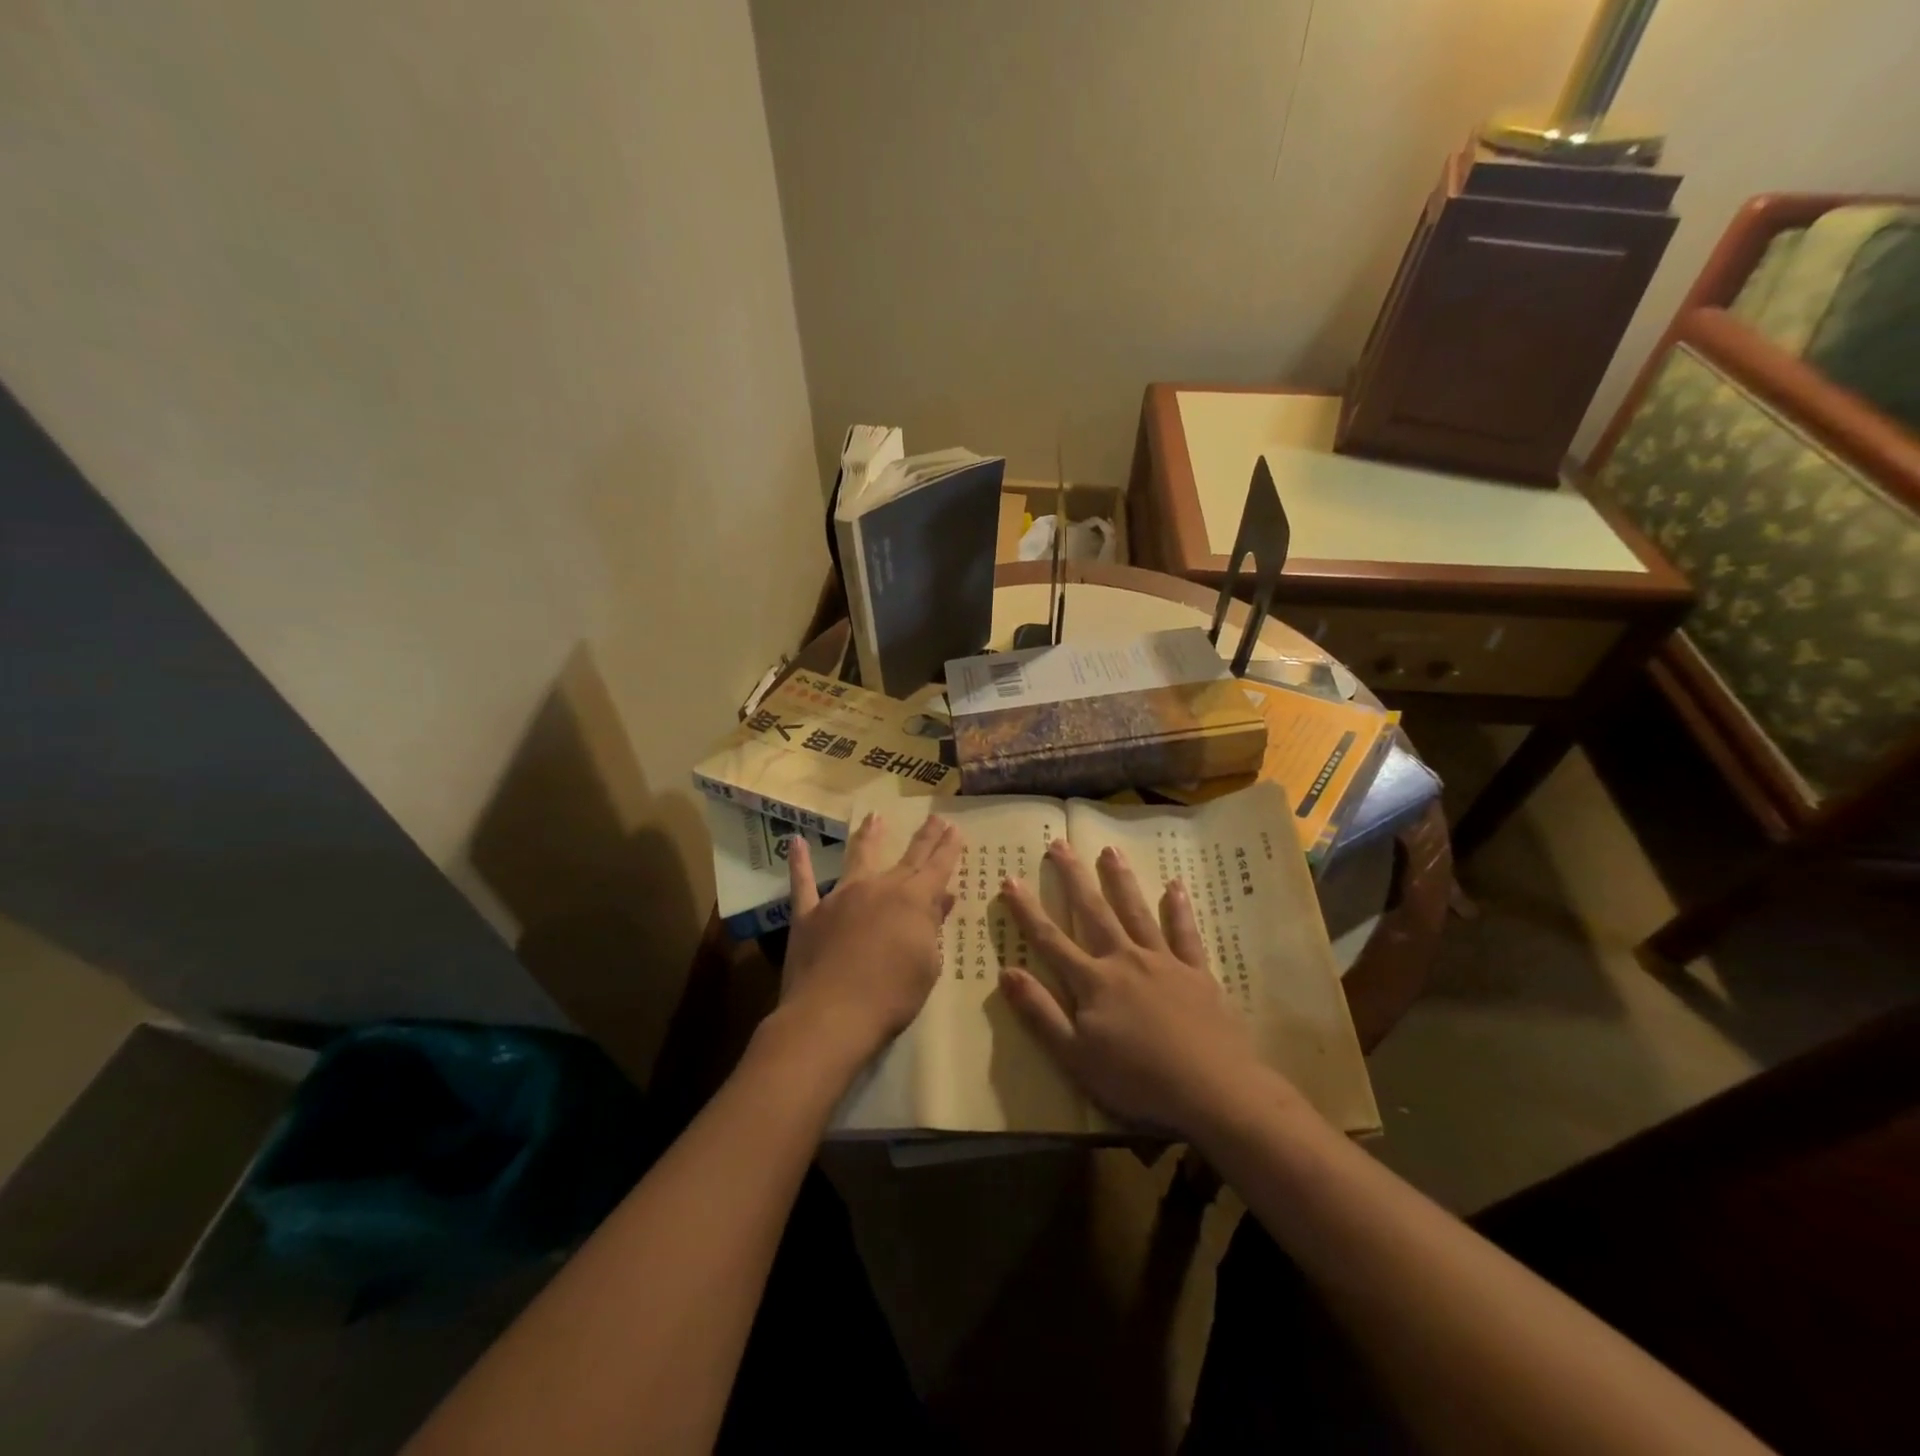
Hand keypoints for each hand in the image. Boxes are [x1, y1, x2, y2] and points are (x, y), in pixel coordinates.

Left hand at [776, 812, 961, 1072]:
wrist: (832, 1016)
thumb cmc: (892, 997)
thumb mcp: (927, 965)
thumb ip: (932, 928)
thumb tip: (941, 898)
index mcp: (913, 901)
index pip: (937, 867)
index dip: (948, 847)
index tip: (956, 827)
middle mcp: (879, 888)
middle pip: (908, 857)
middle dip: (924, 836)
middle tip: (935, 816)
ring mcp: (841, 897)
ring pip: (858, 857)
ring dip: (869, 836)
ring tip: (874, 817)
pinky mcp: (809, 913)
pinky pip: (803, 882)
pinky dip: (800, 861)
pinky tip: (795, 841)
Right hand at [998, 840, 1273, 1137]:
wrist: (1212, 1089)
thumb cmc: (1137, 1079)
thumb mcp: (1075, 1056)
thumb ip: (1040, 1013)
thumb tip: (1006, 972)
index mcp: (1093, 982)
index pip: (1050, 939)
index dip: (1027, 911)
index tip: (1009, 879)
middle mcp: (1125, 960)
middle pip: (1093, 912)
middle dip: (1073, 878)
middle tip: (1060, 843)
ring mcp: (1163, 962)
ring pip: (1136, 912)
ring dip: (1120, 880)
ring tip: (1109, 849)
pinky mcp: (1197, 973)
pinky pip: (1185, 933)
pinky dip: (1178, 909)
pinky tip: (1174, 886)